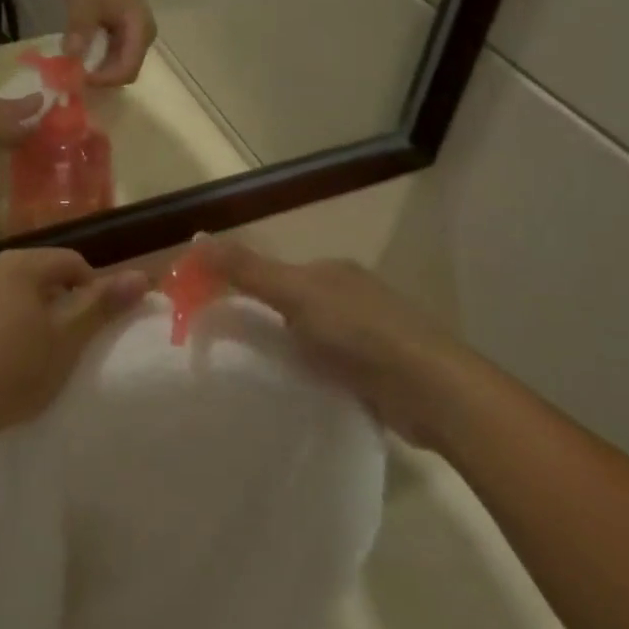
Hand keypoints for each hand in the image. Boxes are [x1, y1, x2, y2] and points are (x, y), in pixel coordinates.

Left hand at [0, 249, 150, 438]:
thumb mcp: (68, 336)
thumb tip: (141, 275)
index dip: (95, 291)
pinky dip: (20, 328)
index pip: (74, 263)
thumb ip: (103, 303)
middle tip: (79, 342)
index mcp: (20, 263)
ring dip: (45, 318)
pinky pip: (4, 312)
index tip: (99, 328)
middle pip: (48, 276)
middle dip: (69, 305)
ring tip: (52, 354)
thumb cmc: (17, 367)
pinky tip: (21, 360)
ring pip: (26, 296)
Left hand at [65, 0, 155, 86]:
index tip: (79, 78)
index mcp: (140, 28)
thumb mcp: (82, 3)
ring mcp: (135, 31)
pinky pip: (114, 51)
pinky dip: (98, 57)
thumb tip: (71, 57)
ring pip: (120, 62)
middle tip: (75, 77)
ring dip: (99, 68)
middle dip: (102, 77)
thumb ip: (79, 31)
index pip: (128, 69)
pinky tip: (81, 54)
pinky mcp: (124, 27)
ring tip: (76, 68)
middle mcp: (143, 34)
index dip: (104, 79)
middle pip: (126, 69)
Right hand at [200, 239, 472, 446]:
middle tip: (225, 350)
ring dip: (285, 352)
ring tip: (251, 375)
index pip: (273, 273)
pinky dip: (307, 376)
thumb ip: (247, 269)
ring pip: (308, 338)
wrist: (432, 390)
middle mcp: (348, 296)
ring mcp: (366, 335)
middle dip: (262, 322)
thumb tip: (196, 235)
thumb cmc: (360, 332)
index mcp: (330, 271)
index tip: (209, 313)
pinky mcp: (375, 372)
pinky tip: (292, 392)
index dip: (239, 286)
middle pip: (290, 305)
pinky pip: (327, 368)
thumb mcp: (295, 295)